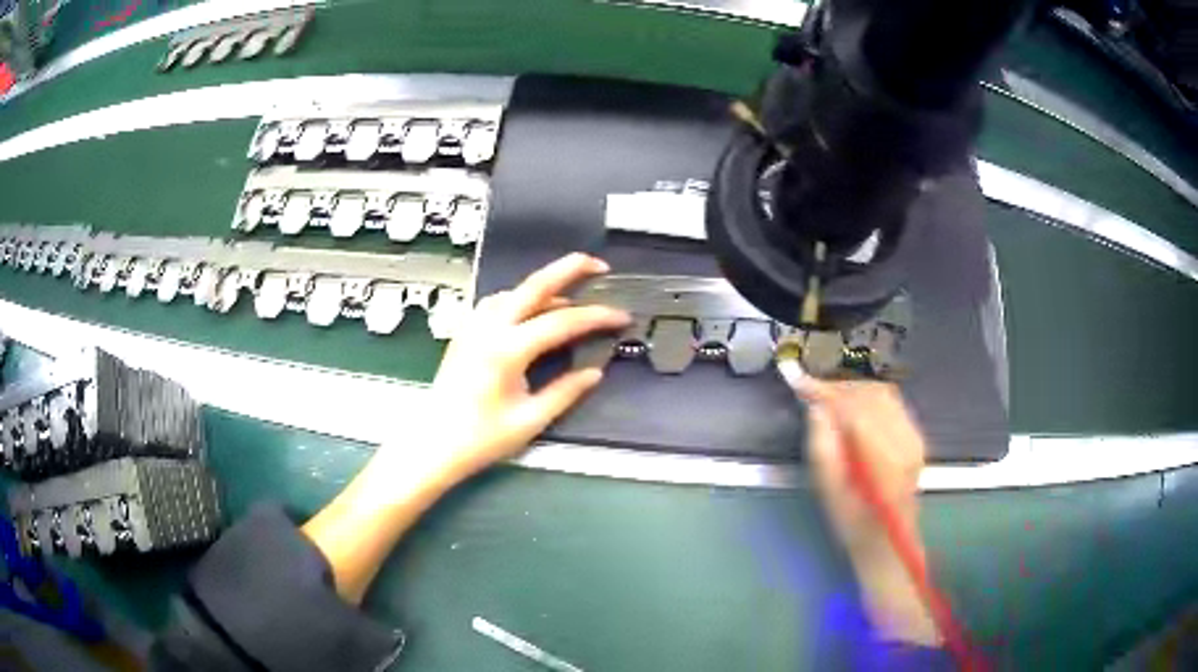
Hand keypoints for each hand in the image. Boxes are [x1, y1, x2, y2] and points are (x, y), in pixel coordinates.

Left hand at [426, 253, 630, 478]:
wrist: (433, 444)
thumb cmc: (481, 438)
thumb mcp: (530, 420)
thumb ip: (565, 391)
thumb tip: (595, 372)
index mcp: (507, 349)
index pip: (562, 321)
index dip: (596, 316)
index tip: (622, 316)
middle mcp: (489, 328)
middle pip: (533, 286)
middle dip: (568, 269)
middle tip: (598, 264)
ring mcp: (473, 327)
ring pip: (513, 291)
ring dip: (543, 286)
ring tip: (570, 294)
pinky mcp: (465, 333)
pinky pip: (496, 303)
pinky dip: (520, 298)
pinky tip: (531, 311)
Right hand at [792, 377, 939, 644]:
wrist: (887, 541)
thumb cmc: (852, 524)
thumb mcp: (828, 493)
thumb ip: (822, 448)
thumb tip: (816, 409)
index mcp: (883, 460)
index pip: (855, 409)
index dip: (826, 392)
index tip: (799, 383)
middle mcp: (905, 441)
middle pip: (871, 394)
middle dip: (839, 387)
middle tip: (810, 390)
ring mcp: (914, 436)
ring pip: (882, 393)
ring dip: (853, 390)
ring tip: (827, 397)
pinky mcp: (915, 435)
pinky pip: (891, 402)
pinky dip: (867, 397)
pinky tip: (850, 406)